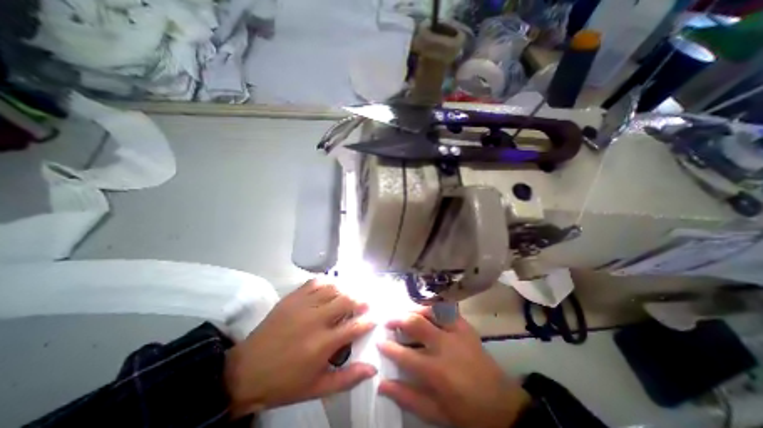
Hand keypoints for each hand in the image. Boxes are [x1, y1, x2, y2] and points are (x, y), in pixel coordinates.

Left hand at [225, 278, 378, 415]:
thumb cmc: (285, 382)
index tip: (374, 319)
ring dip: (345, 291)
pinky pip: (315, 282)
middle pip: (346, 301)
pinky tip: (331, 288)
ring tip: (349, 296)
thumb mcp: (317, 388)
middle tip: (365, 304)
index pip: (355, 327)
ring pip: (333, 289)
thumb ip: (347, 378)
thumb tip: (373, 369)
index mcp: (323, 344)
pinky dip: (327, 283)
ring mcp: (303, 305)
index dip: (368, 321)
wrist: (246, 371)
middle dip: (360, 301)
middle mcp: (315, 320)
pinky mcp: (292, 298)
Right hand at [376, 307, 531, 427]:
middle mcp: (445, 345)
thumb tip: (382, 384)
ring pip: (431, 311)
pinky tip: (428, 311)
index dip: (388, 347)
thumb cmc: (467, 412)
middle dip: (397, 319)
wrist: (503, 406)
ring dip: (415, 309)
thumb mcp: (436, 412)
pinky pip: (448, 310)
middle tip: (388, 321)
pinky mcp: (467, 327)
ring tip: (406, 313)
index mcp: (437, 371)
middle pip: (416, 323)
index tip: (379, 342)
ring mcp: (458, 333)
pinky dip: (435, 308)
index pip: (404, 355)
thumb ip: (407, 397)